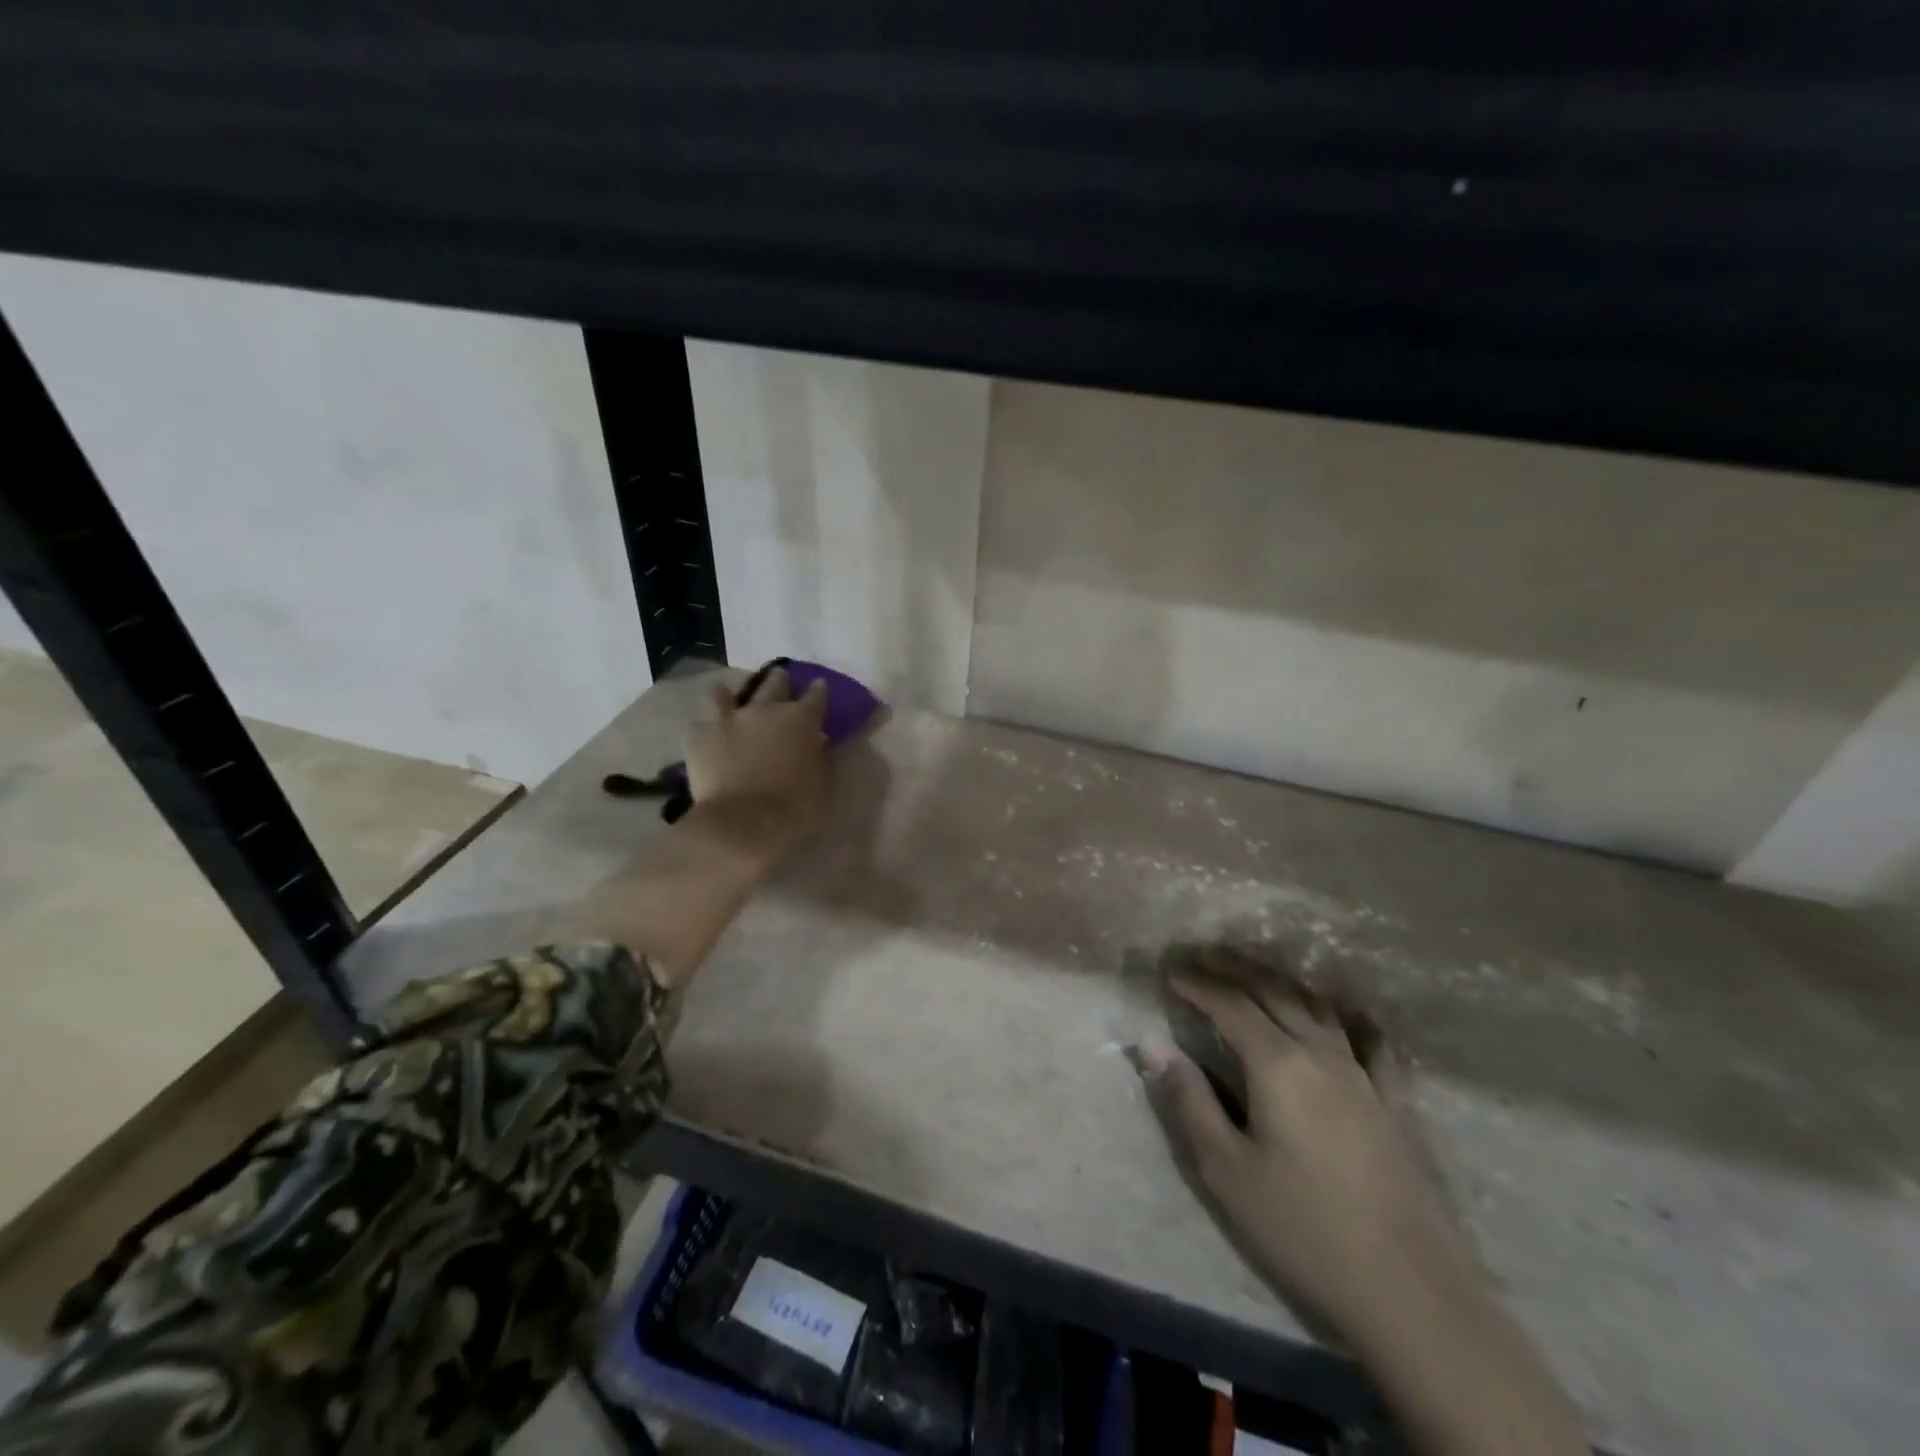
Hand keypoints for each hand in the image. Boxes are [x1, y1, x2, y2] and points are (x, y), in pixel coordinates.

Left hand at [685, 667, 831, 866]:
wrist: (742, 824)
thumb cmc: (794, 808)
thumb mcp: (822, 783)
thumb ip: (819, 756)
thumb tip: (817, 741)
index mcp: (801, 720)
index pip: (816, 695)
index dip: (818, 691)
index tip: (819, 686)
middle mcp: (765, 710)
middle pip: (773, 684)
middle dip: (778, 681)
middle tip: (779, 680)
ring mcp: (728, 720)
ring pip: (725, 695)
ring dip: (730, 696)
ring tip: (728, 699)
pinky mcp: (699, 736)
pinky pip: (700, 724)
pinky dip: (706, 729)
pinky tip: (706, 737)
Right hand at [1139, 951, 1472, 1352]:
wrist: (1411, 1295)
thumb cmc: (1303, 1230)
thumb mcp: (1226, 1171)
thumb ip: (1189, 1101)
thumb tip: (1154, 1045)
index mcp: (1278, 1065)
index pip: (1230, 1006)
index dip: (1198, 985)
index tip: (1171, 973)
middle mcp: (1322, 1054)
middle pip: (1275, 992)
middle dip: (1235, 968)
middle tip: (1204, 955)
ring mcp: (1365, 1076)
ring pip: (1319, 1007)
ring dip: (1282, 981)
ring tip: (1256, 972)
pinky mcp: (1396, 1103)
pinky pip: (1373, 1042)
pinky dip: (1351, 1016)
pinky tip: (1347, 1010)